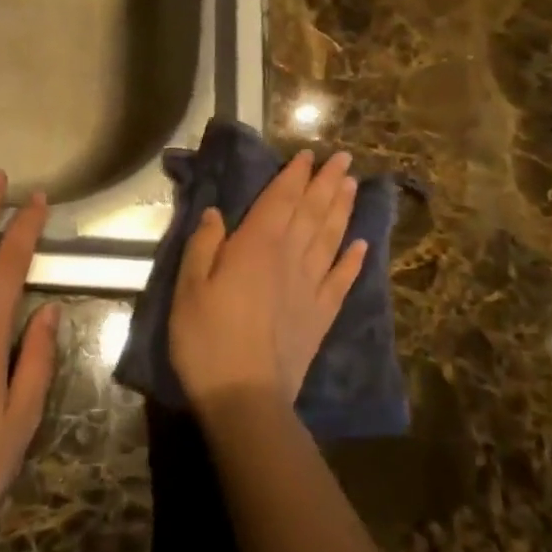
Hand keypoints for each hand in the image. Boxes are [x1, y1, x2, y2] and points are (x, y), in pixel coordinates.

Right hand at [169, 150, 367, 411]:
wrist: (245, 396)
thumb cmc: (207, 338)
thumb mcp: (189, 286)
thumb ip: (205, 244)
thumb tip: (217, 212)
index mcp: (257, 245)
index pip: (281, 200)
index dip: (295, 176)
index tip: (309, 155)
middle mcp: (291, 257)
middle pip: (313, 212)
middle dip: (327, 183)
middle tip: (344, 158)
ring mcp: (311, 286)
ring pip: (331, 238)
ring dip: (342, 209)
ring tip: (353, 186)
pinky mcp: (322, 315)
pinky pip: (342, 279)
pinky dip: (354, 259)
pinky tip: (361, 244)